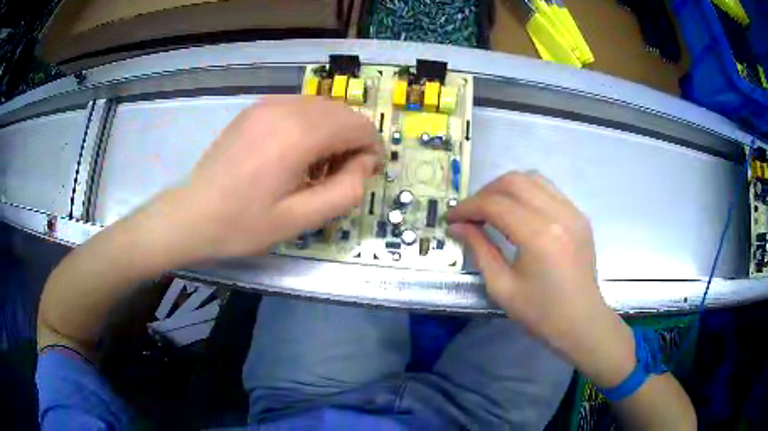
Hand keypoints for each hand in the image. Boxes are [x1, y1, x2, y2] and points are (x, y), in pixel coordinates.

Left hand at [167, 96, 380, 260]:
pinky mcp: (255, 109)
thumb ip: (345, 191)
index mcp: (298, 134)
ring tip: (317, 166)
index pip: (359, 125)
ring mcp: (267, 104)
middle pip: (342, 112)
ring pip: (322, 107)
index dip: (371, 149)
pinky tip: (295, 153)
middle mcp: (286, 108)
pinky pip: (298, 107)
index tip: (365, 175)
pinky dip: (310, 125)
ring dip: (332, 132)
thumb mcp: (300, 220)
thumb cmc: (243, 224)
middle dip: (353, 140)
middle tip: (341, 175)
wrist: (192, 214)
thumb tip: (364, 164)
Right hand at [446, 171, 634, 386]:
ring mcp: (573, 211)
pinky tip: (519, 213)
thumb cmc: (541, 313)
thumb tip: (457, 226)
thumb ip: (479, 250)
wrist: (582, 322)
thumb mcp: (502, 287)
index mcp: (539, 236)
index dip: (468, 208)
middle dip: (485, 192)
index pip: (496, 204)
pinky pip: (548, 190)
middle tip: (471, 214)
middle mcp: (559, 214)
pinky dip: (526, 194)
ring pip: (532, 178)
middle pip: (514, 181)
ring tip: (492, 209)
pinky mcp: (579, 215)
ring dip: (506, 188)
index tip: (451, 219)